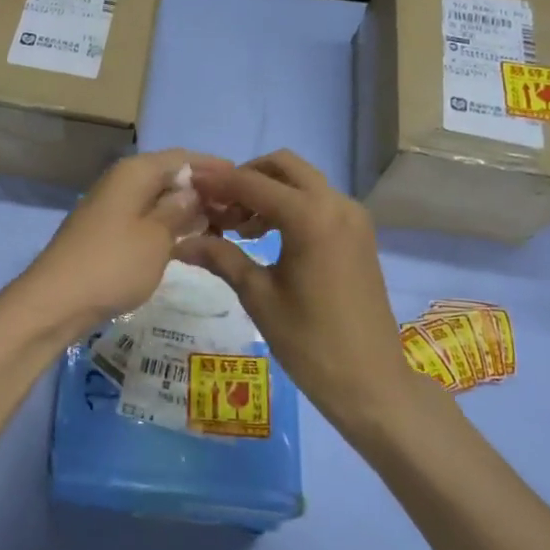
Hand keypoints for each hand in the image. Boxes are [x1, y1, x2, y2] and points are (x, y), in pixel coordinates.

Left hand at [8, 149, 223, 344]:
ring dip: (187, 211)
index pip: (182, 158)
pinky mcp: (107, 233)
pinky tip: (190, 242)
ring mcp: (112, 208)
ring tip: (223, 227)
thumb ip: (179, 210)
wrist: (57, 301)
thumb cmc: (113, 264)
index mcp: (135, 173)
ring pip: (158, 200)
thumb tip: (194, 191)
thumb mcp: (156, 237)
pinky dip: (168, 227)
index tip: (245, 182)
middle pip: (170, 177)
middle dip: (203, 191)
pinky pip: (146, 220)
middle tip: (239, 211)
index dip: (214, 167)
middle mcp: (122, 182)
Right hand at [179, 151, 428, 426]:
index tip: (188, 188)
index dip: (217, 183)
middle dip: (246, 178)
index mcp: (310, 216)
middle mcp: (336, 204)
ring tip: (237, 229)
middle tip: (217, 208)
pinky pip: (318, 201)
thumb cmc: (309, 342)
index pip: (252, 183)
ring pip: (302, 182)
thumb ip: (221, 257)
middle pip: (283, 166)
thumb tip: (179, 242)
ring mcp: (353, 217)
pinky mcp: (359, 234)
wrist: (370, 382)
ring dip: (267, 191)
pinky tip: (266, 238)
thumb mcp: (258, 296)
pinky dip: (289, 206)